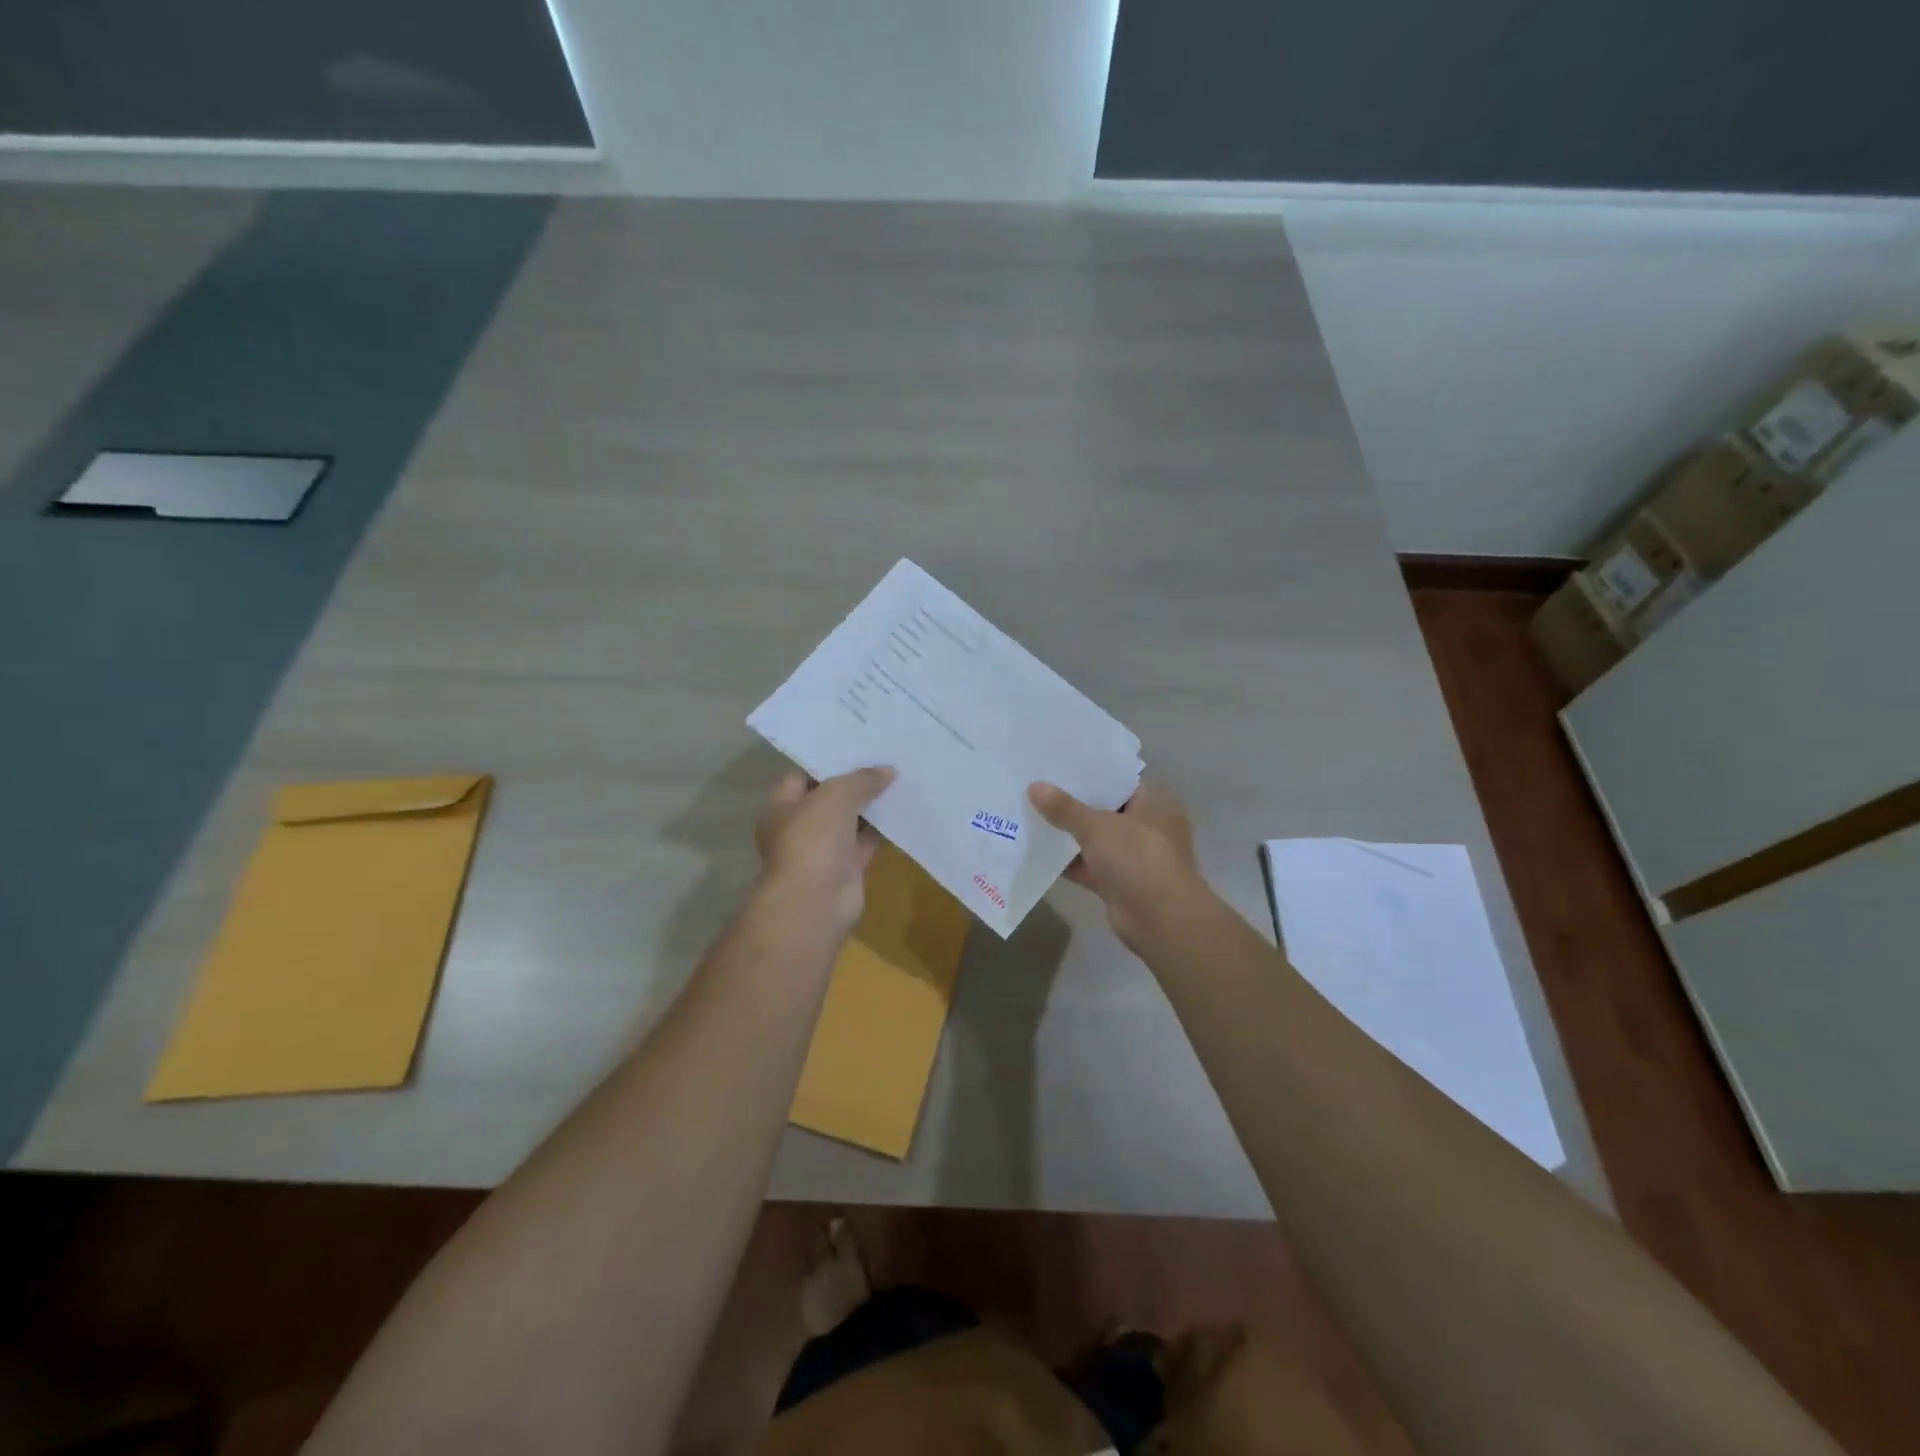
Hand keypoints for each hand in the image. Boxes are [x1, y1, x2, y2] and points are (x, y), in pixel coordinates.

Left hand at [754, 767, 894, 936]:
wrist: (815, 902)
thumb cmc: (813, 840)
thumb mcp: (836, 796)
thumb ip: (861, 780)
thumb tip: (888, 770)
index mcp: (782, 807)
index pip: (802, 776)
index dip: (827, 762)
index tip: (856, 748)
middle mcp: (800, 828)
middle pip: (829, 799)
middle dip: (854, 783)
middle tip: (884, 760)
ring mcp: (823, 850)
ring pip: (850, 821)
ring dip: (871, 806)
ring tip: (899, 780)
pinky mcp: (847, 869)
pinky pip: (866, 843)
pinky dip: (882, 830)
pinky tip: (902, 811)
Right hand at [1027, 778, 1203, 953]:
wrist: (1160, 919)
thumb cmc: (1138, 857)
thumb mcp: (1097, 826)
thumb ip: (1065, 808)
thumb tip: (1034, 786)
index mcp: (1155, 802)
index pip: (1119, 780)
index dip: (1089, 773)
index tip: (1057, 766)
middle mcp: (1148, 826)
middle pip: (1104, 809)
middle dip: (1073, 804)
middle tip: (1036, 787)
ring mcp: (1134, 856)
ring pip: (1095, 839)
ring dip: (1068, 834)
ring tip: (1030, 814)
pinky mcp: (1119, 883)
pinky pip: (1089, 866)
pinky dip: (1068, 861)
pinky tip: (1037, 851)